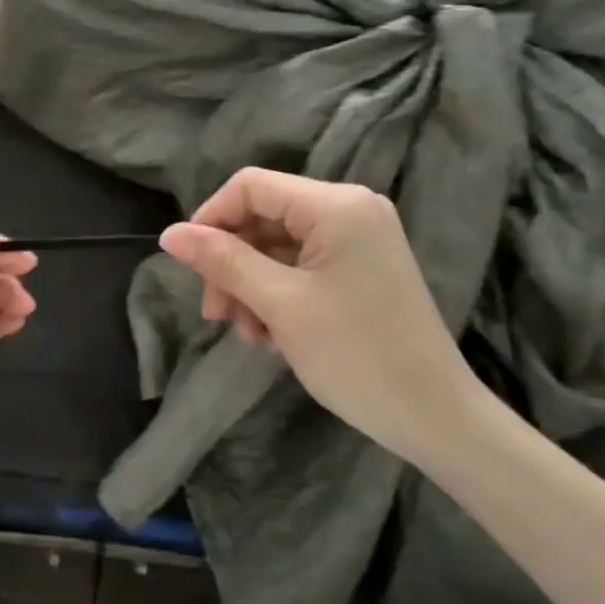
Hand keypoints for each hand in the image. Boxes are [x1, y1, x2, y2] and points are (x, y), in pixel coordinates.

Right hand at [158, 168, 486, 464]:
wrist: (435, 416)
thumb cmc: (356, 355)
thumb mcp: (280, 305)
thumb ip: (223, 262)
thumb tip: (169, 234)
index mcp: (336, 205)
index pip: (251, 186)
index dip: (210, 219)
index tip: (189, 267)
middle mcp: (350, 208)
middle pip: (263, 216)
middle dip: (231, 262)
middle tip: (217, 316)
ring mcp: (359, 238)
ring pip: (278, 245)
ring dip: (251, 284)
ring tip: (250, 334)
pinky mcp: (361, 267)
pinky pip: (302, 265)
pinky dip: (278, 293)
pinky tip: (273, 335)